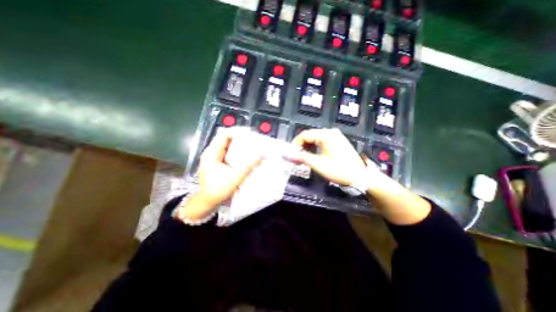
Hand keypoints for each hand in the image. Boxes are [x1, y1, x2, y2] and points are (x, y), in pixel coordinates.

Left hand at [180, 130, 263, 221]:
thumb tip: (261, 155)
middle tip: (253, 139)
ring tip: (251, 145)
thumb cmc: (218, 190)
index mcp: (212, 153)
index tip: (249, 133)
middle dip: (240, 137)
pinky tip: (245, 154)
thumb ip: (248, 166)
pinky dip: (237, 151)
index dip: (237, 131)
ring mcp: (214, 157)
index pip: (224, 135)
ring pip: (227, 145)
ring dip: (239, 144)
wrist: (208, 202)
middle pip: (226, 138)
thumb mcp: (235, 178)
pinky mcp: (217, 162)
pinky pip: (228, 152)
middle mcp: (211, 153)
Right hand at [292, 128, 367, 186]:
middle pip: (309, 136)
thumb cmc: (340, 170)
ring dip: (307, 147)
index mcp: (326, 135)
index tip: (291, 154)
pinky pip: (321, 141)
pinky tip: (312, 155)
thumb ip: (302, 157)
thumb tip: (289, 155)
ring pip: (315, 139)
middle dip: (301, 146)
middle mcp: (331, 132)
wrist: (360, 176)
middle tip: (296, 157)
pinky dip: (314, 148)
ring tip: (302, 158)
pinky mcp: (337, 141)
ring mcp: (335, 136)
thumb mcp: (319, 164)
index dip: (295, 144)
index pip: (304, 135)